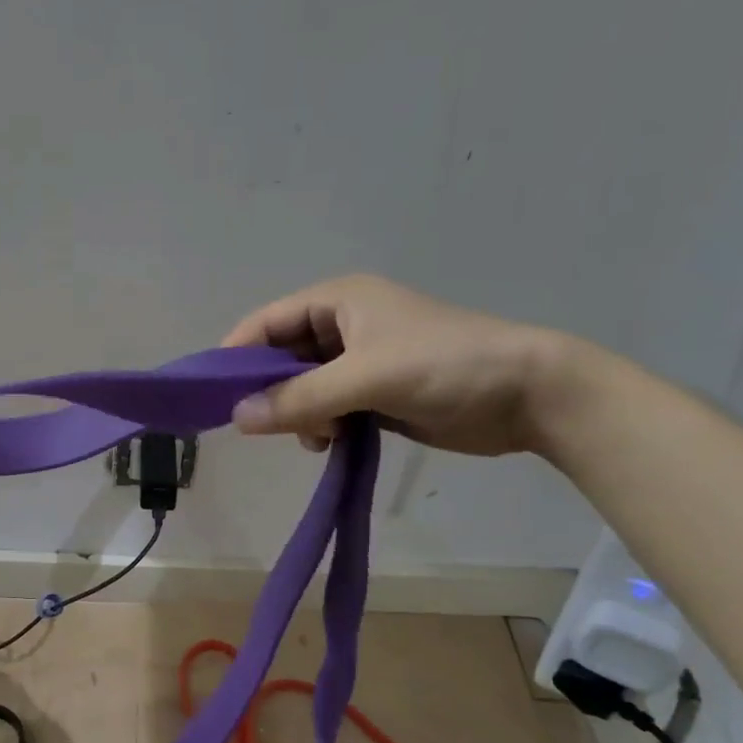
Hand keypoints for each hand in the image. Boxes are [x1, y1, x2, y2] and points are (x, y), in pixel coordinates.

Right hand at [221, 274, 573, 456]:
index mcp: (338, 300)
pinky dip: (322, 426)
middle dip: (273, 391)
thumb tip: (237, 418)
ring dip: (300, 414)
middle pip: (281, 357)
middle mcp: (343, 326)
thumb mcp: (367, 377)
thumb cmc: (445, 366)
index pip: (266, 323)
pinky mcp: (376, 393)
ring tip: (320, 436)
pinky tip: (334, 443)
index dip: (236, 355)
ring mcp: (360, 361)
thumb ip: (300, 398)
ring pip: (302, 388)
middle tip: (270, 425)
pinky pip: (328, 408)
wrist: (529, 394)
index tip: (213, 395)